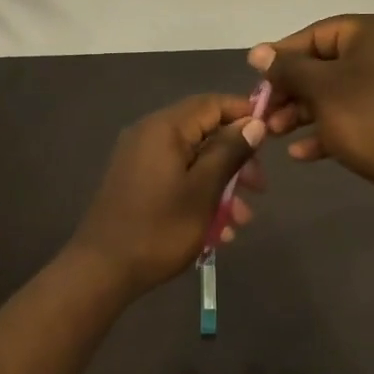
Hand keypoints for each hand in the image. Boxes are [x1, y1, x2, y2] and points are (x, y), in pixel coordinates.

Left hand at [68, 94, 267, 295]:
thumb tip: (254, 122)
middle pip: (204, 132)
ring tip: (240, 220)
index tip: (271, 136)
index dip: (244, 114)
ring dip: (221, 184)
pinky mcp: (135, 182)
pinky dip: (199, 195)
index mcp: (164, 128)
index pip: (212, 103)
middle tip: (260, 188)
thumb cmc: (159, 228)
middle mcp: (149, 134)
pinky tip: (217, 231)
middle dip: (236, 159)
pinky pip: (176, 177)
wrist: (102, 270)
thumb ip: (230, 152)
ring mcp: (139, 159)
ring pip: (193, 160)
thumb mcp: (204, 190)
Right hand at [248, 14, 373, 200]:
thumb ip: (287, 68)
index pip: (315, 34)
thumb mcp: (321, 89)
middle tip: (263, 113)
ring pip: (336, 94)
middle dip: (290, 92)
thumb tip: (257, 52)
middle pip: (324, 66)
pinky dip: (327, 130)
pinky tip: (300, 153)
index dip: (281, 56)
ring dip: (302, 113)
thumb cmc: (369, 117)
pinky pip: (353, 116)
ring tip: (274, 134)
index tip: (255, 78)